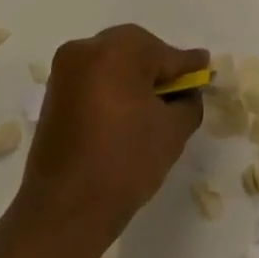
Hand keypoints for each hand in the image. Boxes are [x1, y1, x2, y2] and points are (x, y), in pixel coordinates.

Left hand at [12, 25, 207, 257]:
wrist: (66, 208)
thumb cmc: (126, 162)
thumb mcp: (173, 130)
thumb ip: (189, 100)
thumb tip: (188, 90)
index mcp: (117, 51)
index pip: (165, 53)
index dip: (188, 65)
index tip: (205, 69)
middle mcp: (86, 49)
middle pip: (134, 48)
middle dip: (157, 66)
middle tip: (179, 89)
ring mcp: (65, 71)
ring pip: (111, 62)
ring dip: (133, 76)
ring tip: (153, 103)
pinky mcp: (53, 93)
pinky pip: (93, 78)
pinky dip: (112, 87)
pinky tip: (127, 111)